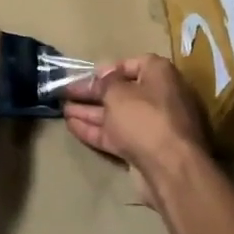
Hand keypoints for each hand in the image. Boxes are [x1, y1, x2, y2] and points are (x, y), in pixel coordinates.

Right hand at [63, 56, 208, 210]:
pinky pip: (116, 134)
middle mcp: (159, 97)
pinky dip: (95, 130)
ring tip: (62, 108)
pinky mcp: (144, 149)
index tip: (88, 75)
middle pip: (121, 91)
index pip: (133, 64)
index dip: (109, 69)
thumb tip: (104, 74)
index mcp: (160, 75)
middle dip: (93, 93)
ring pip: (116, 115)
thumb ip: (106, 82)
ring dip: (90, 111)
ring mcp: (152, 126)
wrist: (171, 168)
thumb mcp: (118, 92)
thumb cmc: (145, 118)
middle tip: (66, 92)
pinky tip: (71, 125)